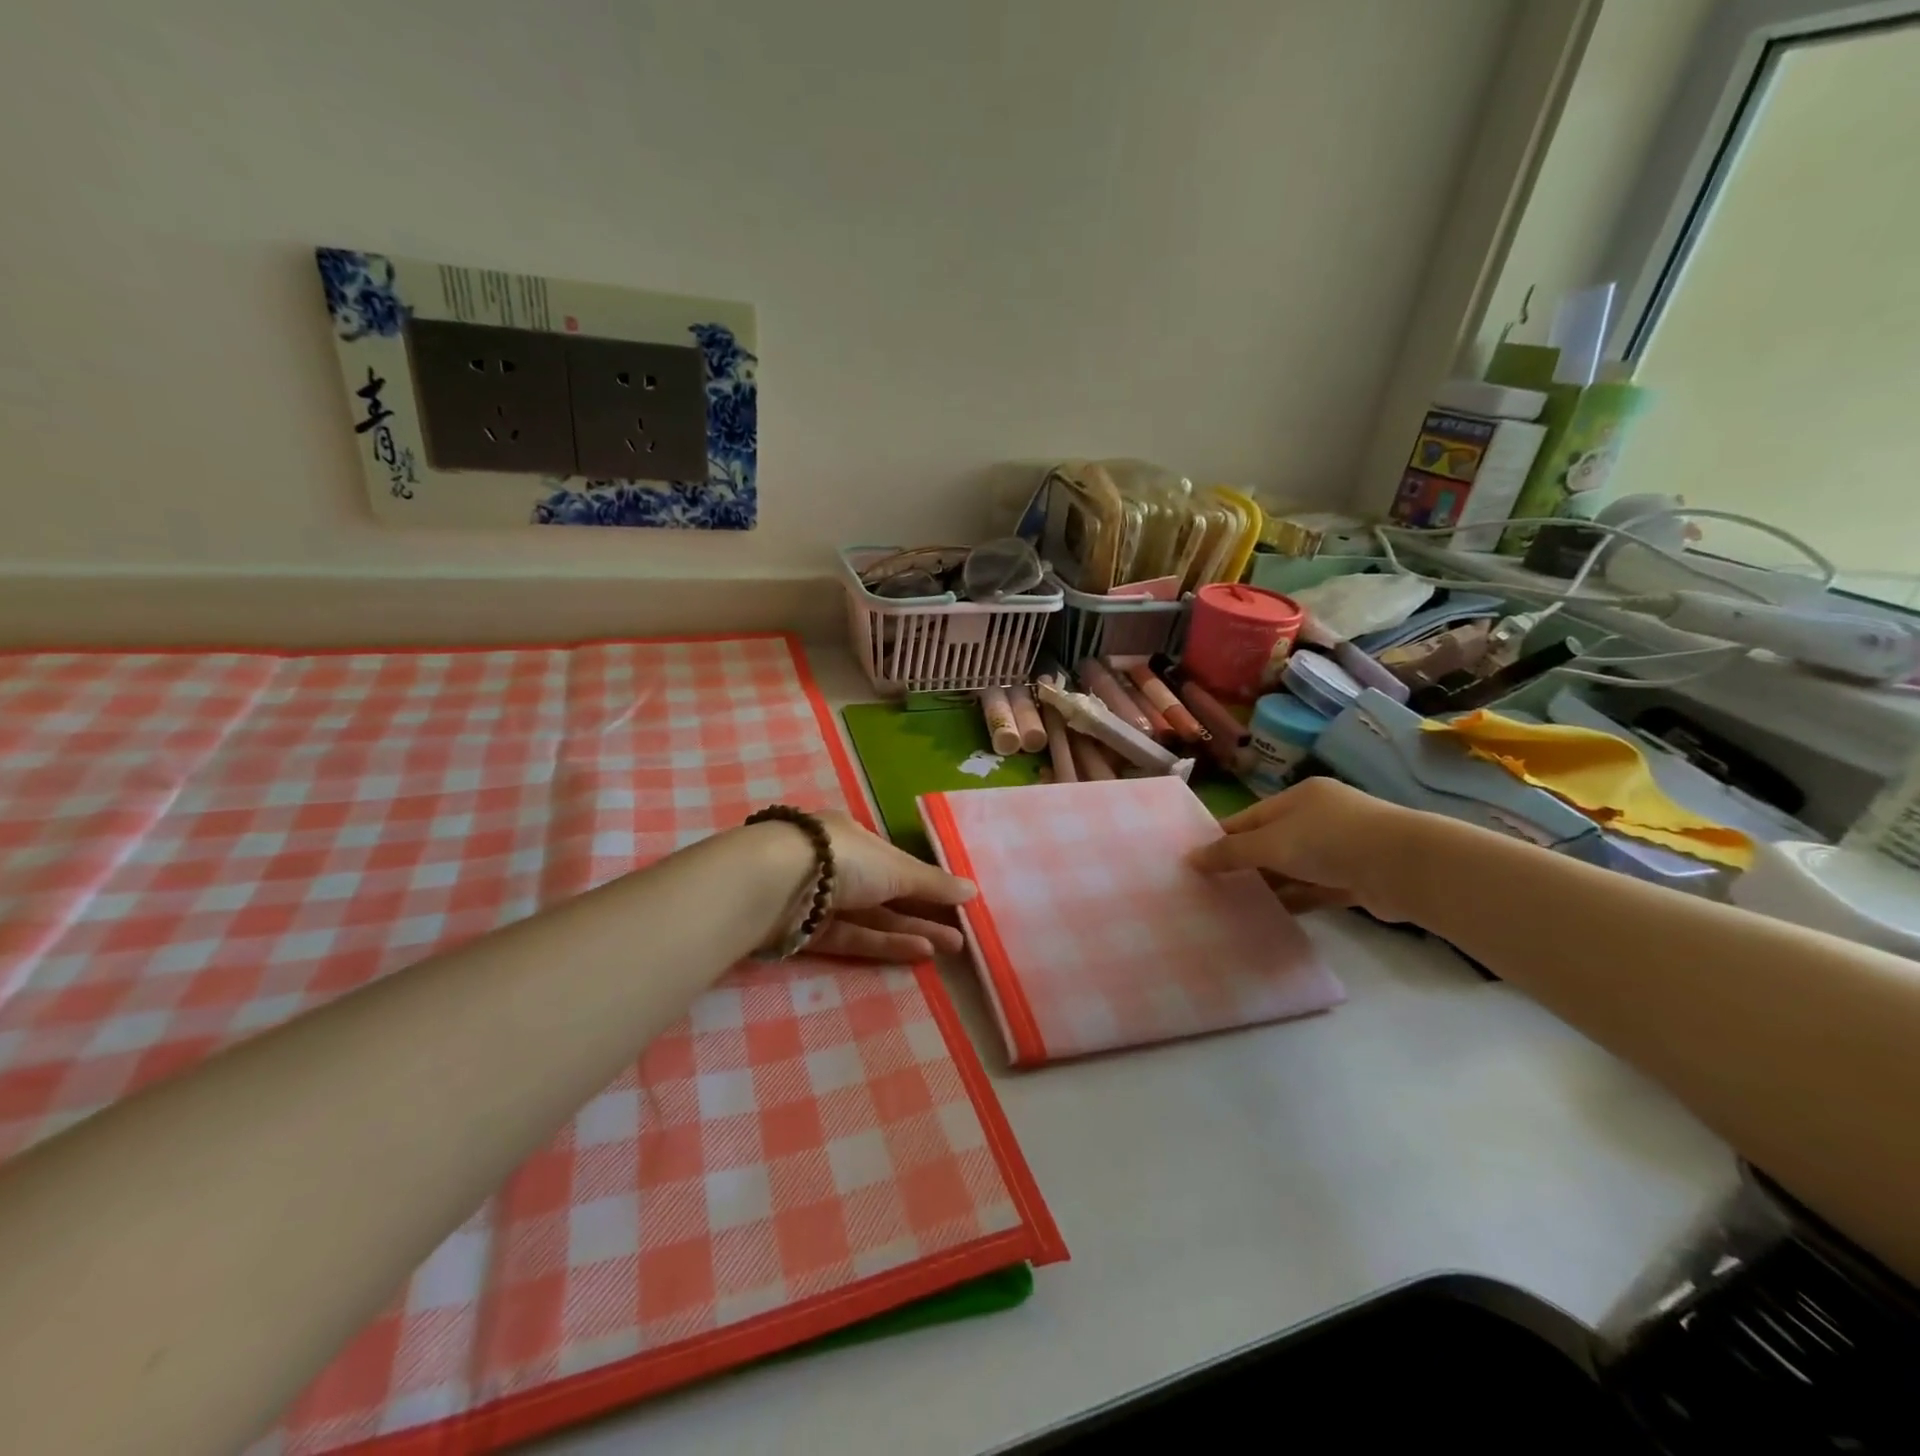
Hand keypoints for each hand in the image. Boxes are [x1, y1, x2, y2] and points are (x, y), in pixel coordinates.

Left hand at [805, 812, 976, 960]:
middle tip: (961, 934)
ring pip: (872, 919)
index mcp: (851, 837)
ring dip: (911, 931)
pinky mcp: (807, 933)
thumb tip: (973, 891)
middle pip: (886, 893)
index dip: (923, 881)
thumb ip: (933, 884)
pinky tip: (920, 951)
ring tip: (952, 946)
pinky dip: (884, 944)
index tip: (953, 900)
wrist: (776, 884)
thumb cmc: (843, 859)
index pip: (893, 860)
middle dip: (924, 913)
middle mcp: (835, 866)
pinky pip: (853, 938)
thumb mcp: (896, 867)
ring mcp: (820, 900)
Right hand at [1188, 777, 1426, 919]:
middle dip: (1244, 864)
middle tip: (1211, 888)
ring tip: (1234, 906)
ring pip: (1293, 868)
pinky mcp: (1355, 879)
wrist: (1405, 867)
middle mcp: (1319, 818)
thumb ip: (1231, 852)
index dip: (1222, 838)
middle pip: (1270, 842)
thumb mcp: (1271, 843)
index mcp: (1299, 798)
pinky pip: (1314, 889)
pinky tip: (1270, 915)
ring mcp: (1340, 849)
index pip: (1249, 817)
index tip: (1196, 862)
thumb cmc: (1329, 840)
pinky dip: (1294, 900)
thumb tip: (1191, 858)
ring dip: (1268, 885)